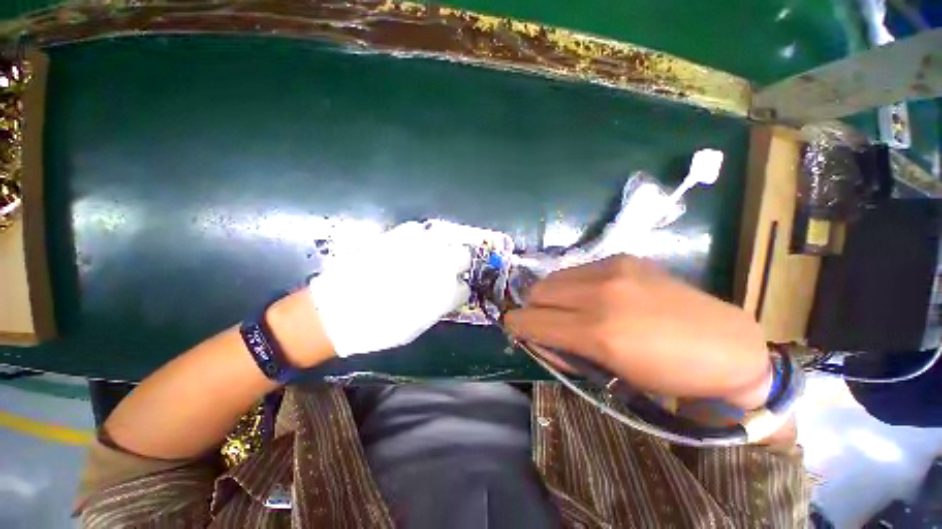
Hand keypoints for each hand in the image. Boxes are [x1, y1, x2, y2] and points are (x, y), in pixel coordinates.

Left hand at [307, 220, 489, 357]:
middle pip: (463, 255)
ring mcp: (416, 249)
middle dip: (458, 262)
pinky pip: (417, 228)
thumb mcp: (415, 327)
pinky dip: (419, 236)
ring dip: (442, 246)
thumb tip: (446, 294)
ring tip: (433, 253)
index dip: (458, 289)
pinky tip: (413, 244)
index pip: (464, 287)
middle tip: (447, 268)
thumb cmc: (378, 329)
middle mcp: (436, 266)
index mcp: (443, 292)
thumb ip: (437, 307)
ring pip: (445, 237)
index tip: (451, 291)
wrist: (335, 314)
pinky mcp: (395, 237)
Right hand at [505, 255, 771, 407]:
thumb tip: (534, 335)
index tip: (516, 330)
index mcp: (598, 332)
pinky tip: (591, 296)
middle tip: (545, 323)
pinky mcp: (622, 258)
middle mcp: (600, 293)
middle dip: (533, 309)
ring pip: (553, 277)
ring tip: (568, 309)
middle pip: (537, 292)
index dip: (517, 326)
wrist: (726, 345)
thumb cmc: (667, 375)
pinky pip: (576, 270)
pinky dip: (572, 285)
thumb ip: (564, 350)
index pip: (532, 320)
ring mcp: (612, 269)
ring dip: (551, 295)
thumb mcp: (609, 374)